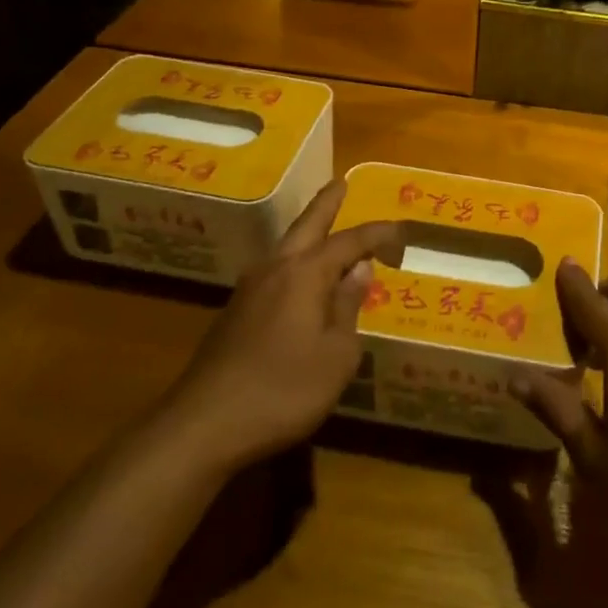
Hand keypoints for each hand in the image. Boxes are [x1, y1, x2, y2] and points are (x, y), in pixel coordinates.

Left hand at [168, 180, 402, 470]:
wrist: (205, 424)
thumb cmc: (284, 389)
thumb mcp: (336, 354)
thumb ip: (348, 307)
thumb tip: (359, 271)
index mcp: (305, 273)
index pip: (350, 242)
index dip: (378, 234)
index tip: (402, 231)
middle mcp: (276, 269)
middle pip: (307, 226)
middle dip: (327, 204)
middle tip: (341, 183)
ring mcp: (250, 290)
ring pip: (286, 248)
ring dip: (308, 232)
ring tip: (325, 226)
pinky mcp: (235, 313)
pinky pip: (275, 272)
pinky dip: (296, 262)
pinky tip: (301, 279)